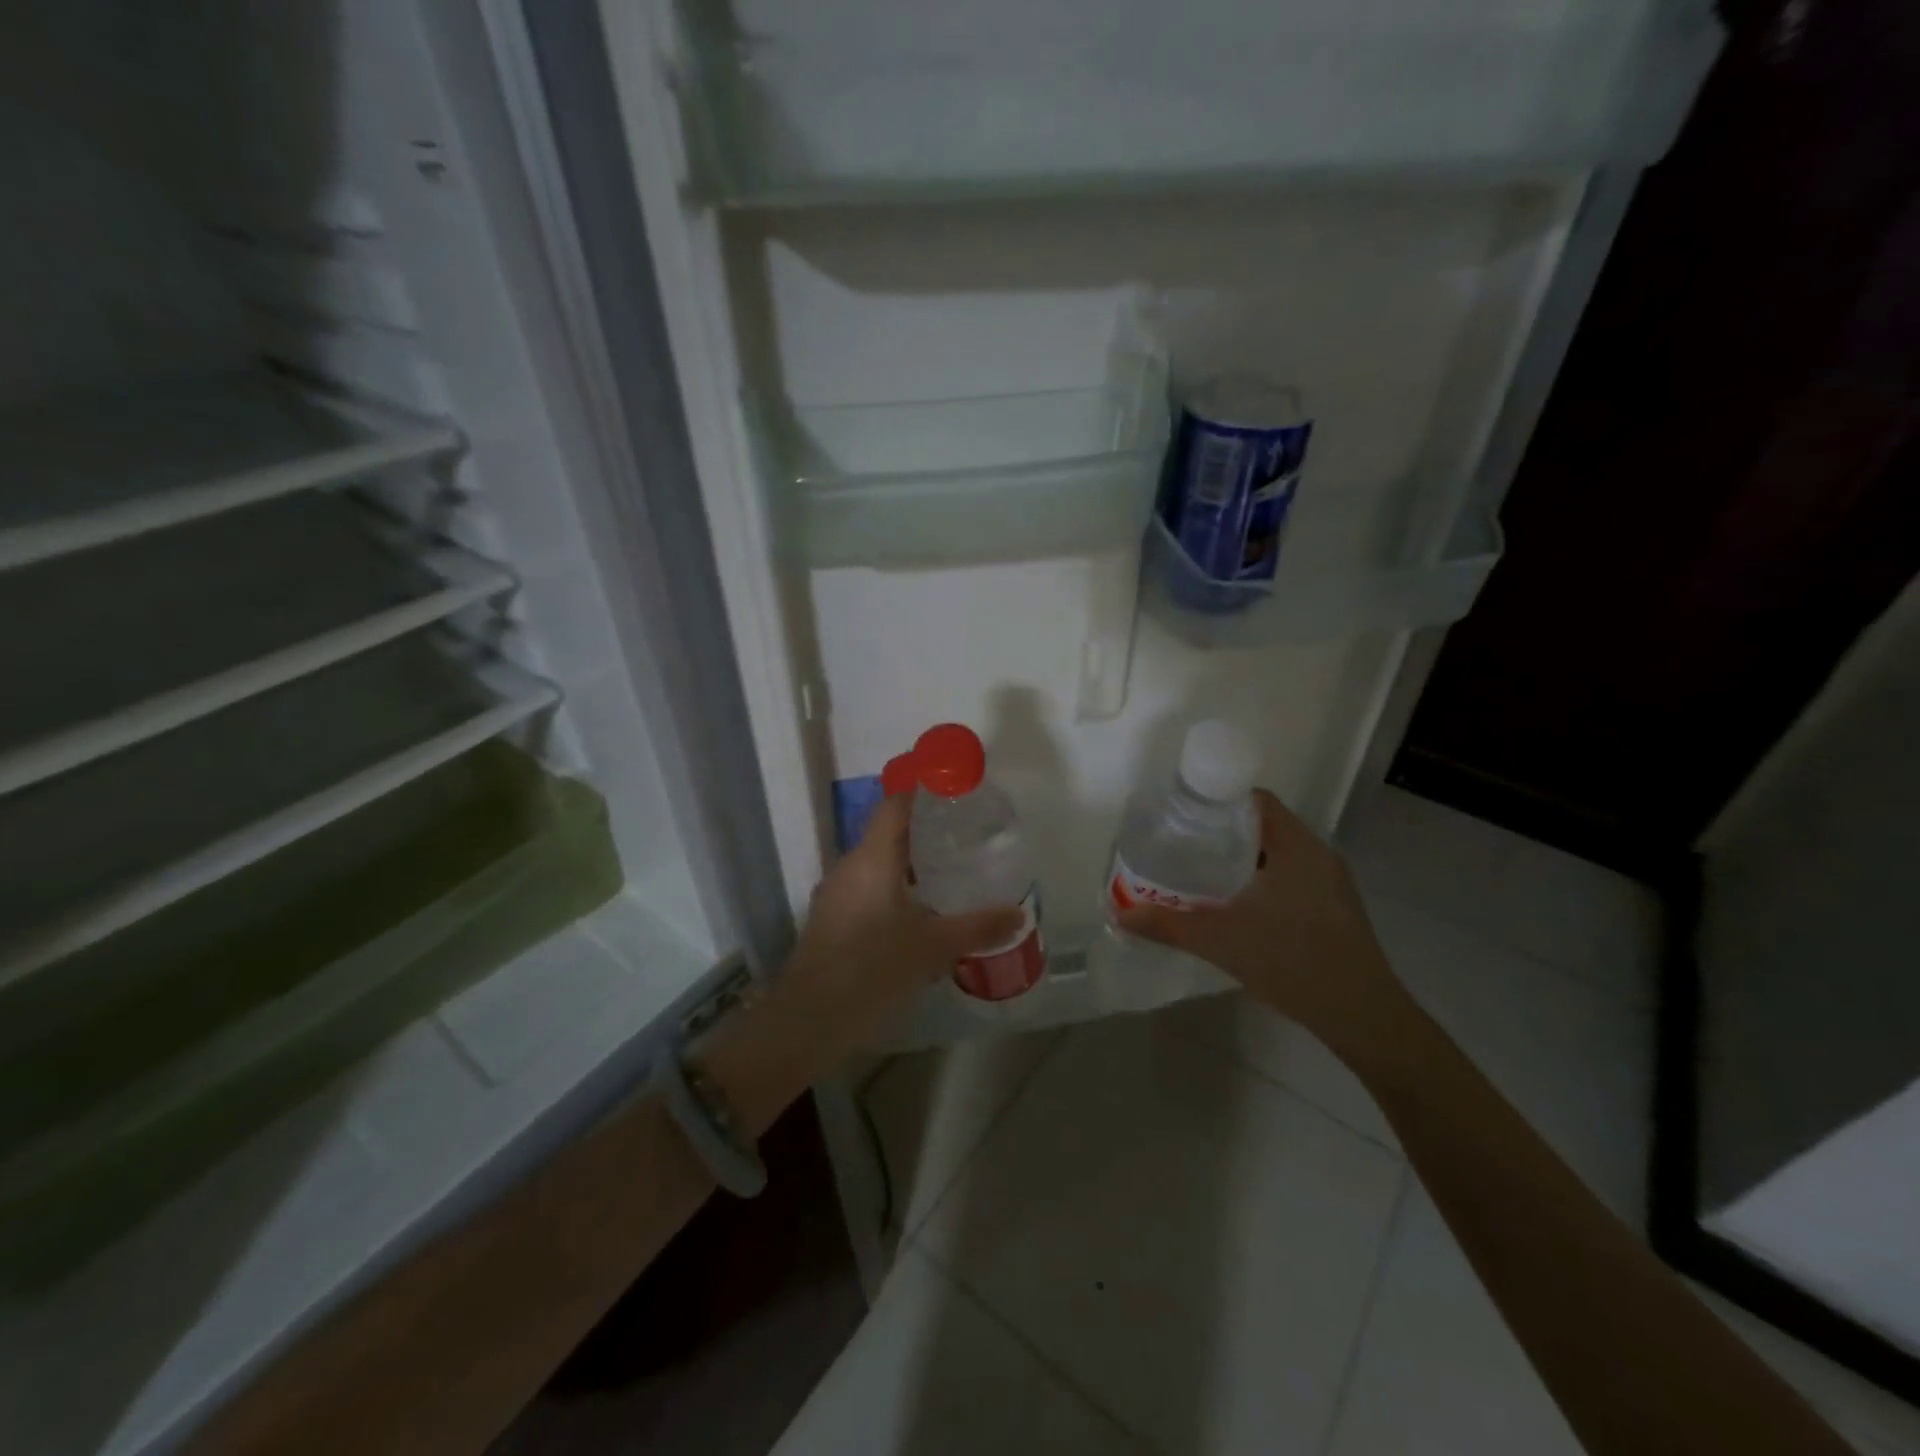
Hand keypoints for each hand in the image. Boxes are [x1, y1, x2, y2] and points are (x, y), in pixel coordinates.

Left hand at [781, 792, 1024, 1059]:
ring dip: (908, 865)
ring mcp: (835, 894)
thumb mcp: (933, 948)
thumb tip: (1018, 915)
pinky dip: (893, 890)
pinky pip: (866, 889)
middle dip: (924, 833)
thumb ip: (977, 928)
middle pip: (887, 834)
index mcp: (872, 858)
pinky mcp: (830, 920)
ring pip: (876, 865)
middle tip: (963, 838)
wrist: (809, 1019)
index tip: (954, 793)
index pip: (895, 805)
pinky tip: (916, 916)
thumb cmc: (872, 969)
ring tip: (946, 875)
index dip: (922, 792)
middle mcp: (849, 867)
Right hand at [1117, 789, 1404, 1054]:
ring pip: (1277, 854)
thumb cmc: (1294, 962)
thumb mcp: (1221, 941)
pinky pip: (1290, 876)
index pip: (1255, 800)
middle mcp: (1317, 855)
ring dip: (1241, 859)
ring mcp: (1330, 883)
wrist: (1363, 1017)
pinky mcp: (1334, 908)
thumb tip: (1119, 914)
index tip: (1182, 814)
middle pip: (1263, 825)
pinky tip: (1235, 905)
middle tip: (1181, 844)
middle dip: (1221, 831)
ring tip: (1199, 872)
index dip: (1218, 799)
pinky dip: (1260, 879)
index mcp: (1296, 846)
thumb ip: (1168, 925)